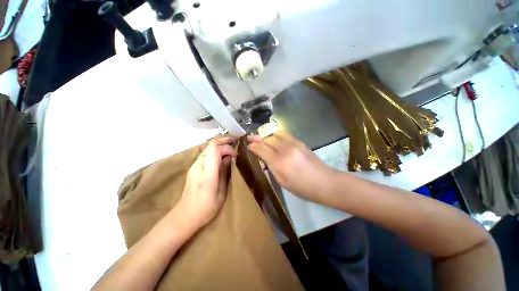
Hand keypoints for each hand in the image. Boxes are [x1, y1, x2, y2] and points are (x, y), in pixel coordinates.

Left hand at [178, 136, 237, 228]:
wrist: (186, 215)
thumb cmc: (207, 207)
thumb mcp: (221, 191)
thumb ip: (224, 172)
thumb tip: (229, 158)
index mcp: (207, 173)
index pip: (215, 150)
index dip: (228, 148)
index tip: (236, 154)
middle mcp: (199, 165)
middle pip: (210, 144)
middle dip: (224, 140)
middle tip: (236, 140)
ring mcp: (194, 165)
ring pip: (208, 147)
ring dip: (220, 144)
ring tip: (232, 145)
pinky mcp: (194, 167)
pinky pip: (206, 153)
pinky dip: (216, 150)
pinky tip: (223, 154)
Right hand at [247, 131, 337, 204]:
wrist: (324, 182)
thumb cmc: (302, 187)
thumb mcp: (282, 181)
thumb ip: (271, 166)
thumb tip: (262, 156)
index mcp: (279, 162)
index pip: (261, 149)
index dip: (252, 146)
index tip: (247, 146)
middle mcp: (285, 149)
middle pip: (267, 139)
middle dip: (257, 138)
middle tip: (250, 139)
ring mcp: (294, 143)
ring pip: (275, 134)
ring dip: (266, 135)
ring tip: (260, 138)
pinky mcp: (300, 142)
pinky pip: (284, 134)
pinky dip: (276, 135)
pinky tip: (273, 138)